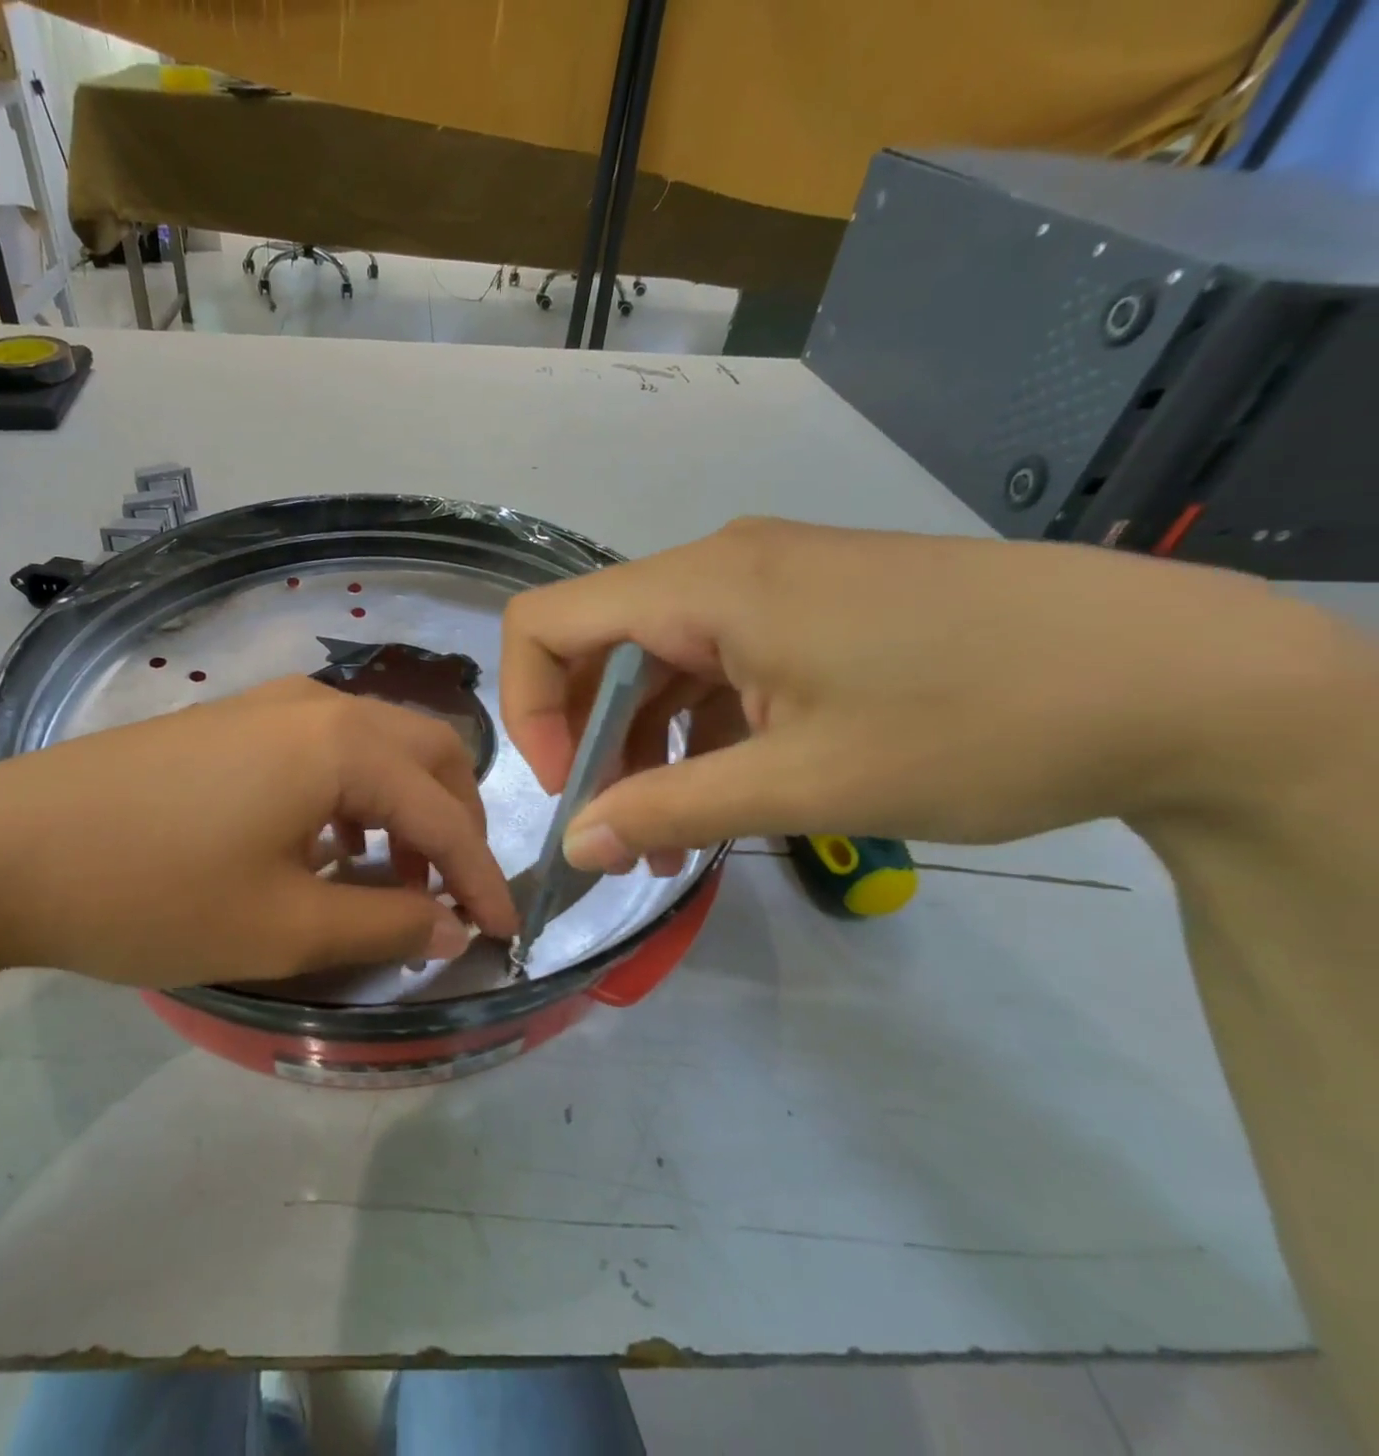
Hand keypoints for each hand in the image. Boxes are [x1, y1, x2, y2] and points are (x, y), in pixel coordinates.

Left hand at [0, 678, 516, 988]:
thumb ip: (386, 925)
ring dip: (405, 807)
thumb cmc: (151, 890)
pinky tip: (327, 846)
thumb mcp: (282, 927)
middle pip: (427, 753)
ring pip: (377, 746)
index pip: (444, 813)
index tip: (505, 933)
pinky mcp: (232, 721)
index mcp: (342, 745)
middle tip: (451, 892)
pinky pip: (327, 748)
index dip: (482, 878)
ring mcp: (269, 704)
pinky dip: (355, 795)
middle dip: (455, 823)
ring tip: (391, 878)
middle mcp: (318, 705)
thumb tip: (452, 927)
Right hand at [501, 518, 1366, 867]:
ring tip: (670, 840)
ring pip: (658, 663)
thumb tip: (575, 846)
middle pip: (598, 645)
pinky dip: (699, 731)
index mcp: (706, 585)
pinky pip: (716, 666)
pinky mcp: (811, 610)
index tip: (568, 790)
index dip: (530, 710)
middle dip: (589, 741)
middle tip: (618, 832)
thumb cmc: (978, 723)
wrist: (1181, 680)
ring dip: (646, 748)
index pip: (546, 622)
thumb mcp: (804, 785)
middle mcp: (723, 568)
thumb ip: (670, 811)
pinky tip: (725, 793)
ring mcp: (771, 585)